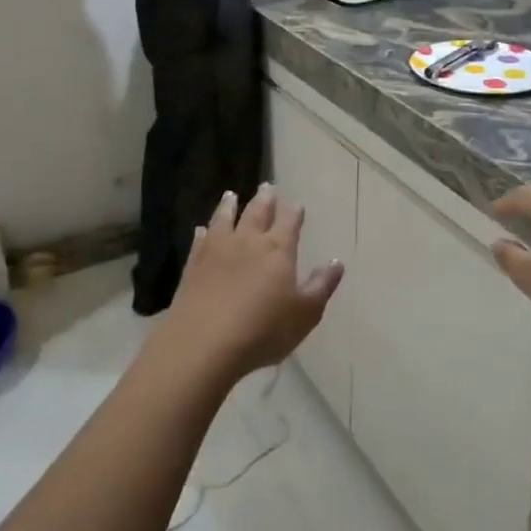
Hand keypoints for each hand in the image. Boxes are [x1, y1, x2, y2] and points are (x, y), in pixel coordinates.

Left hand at [155, 184, 343, 381]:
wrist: (203, 344)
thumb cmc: (263, 330)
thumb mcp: (305, 313)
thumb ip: (322, 285)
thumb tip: (336, 262)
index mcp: (278, 249)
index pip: (289, 221)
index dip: (295, 212)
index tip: (297, 203)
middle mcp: (248, 241)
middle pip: (257, 212)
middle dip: (265, 199)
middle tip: (267, 186)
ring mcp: (217, 251)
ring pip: (225, 219)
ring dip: (230, 205)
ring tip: (232, 195)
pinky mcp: (193, 265)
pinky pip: (200, 241)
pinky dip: (204, 232)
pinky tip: (202, 229)